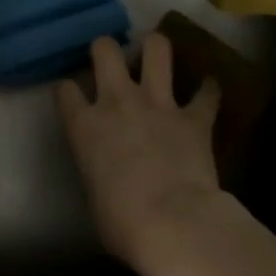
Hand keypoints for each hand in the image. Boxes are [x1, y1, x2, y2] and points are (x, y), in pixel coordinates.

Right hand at [57, 32, 228, 275]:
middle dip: (107, 48)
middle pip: (105, 49)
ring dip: (157, 49)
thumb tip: (106, 175)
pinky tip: (209, 91)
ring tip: (158, 55)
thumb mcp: (94, 198)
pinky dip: (208, 91)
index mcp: (84, 125)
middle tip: (113, 59)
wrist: (175, 226)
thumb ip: (96, 171)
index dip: (69, 90)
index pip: (65, 89)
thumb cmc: (123, 225)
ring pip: (156, 49)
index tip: (74, 96)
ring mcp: (157, 104)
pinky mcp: (194, 118)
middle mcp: (116, 101)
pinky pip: (206, 93)